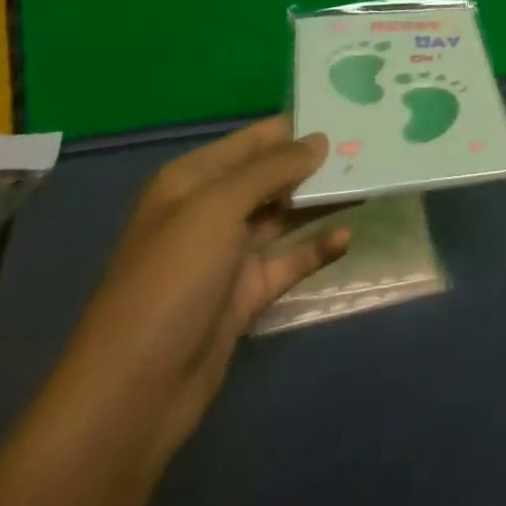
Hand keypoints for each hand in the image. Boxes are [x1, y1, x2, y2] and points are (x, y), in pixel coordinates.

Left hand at [54, 118, 350, 463]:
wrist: (134, 392)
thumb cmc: (171, 281)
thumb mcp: (217, 209)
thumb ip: (272, 168)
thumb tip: (320, 140)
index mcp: (193, 181)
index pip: (255, 140)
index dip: (298, 127)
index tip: (349, 113)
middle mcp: (210, 211)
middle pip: (274, 175)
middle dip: (317, 163)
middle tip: (372, 148)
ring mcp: (228, 255)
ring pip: (286, 215)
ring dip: (323, 201)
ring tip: (371, 182)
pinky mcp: (246, 294)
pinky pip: (290, 261)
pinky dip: (317, 248)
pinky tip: (347, 237)